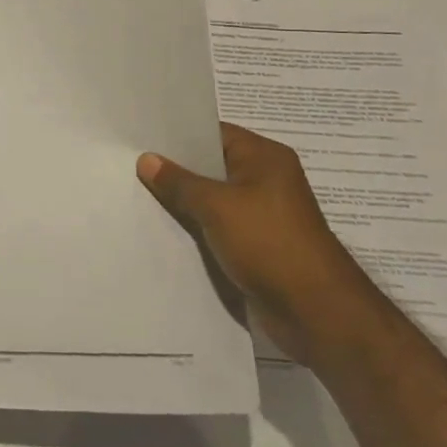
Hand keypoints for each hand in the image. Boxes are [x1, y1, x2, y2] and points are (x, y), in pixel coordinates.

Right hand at [137, 123, 369, 362]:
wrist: (315, 313)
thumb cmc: (269, 243)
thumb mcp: (217, 206)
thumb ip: (179, 182)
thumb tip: (147, 159)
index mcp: (265, 157)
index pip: (215, 133)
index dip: (179, 135)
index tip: (142, 136)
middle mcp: (266, 179)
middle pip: (212, 165)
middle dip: (177, 169)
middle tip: (131, 164)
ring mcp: (263, 214)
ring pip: (214, 198)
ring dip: (185, 201)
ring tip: (139, 194)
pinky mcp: (258, 245)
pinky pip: (219, 226)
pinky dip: (197, 226)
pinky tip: (164, 228)